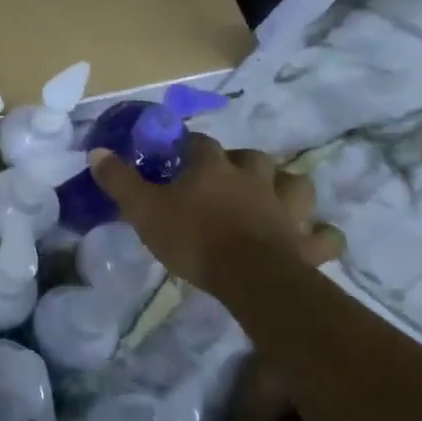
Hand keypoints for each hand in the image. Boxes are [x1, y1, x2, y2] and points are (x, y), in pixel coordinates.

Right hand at [89, 137, 343, 297]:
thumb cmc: (193, 238)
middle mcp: (253, 179)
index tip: (176, 154)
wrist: (251, 277)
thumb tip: (97, 151)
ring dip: (286, 186)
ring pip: (296, 184)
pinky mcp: (308, 242)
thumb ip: (119, 180)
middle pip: (252, 158)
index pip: (199, 143)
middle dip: (241, 162)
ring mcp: (286, 209)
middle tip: (226, 177)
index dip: (187, 146)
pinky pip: (325, 234)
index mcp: (212, 168)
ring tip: (273, 196)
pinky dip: (321, 233)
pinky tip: (312, 236)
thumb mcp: (143, 209)